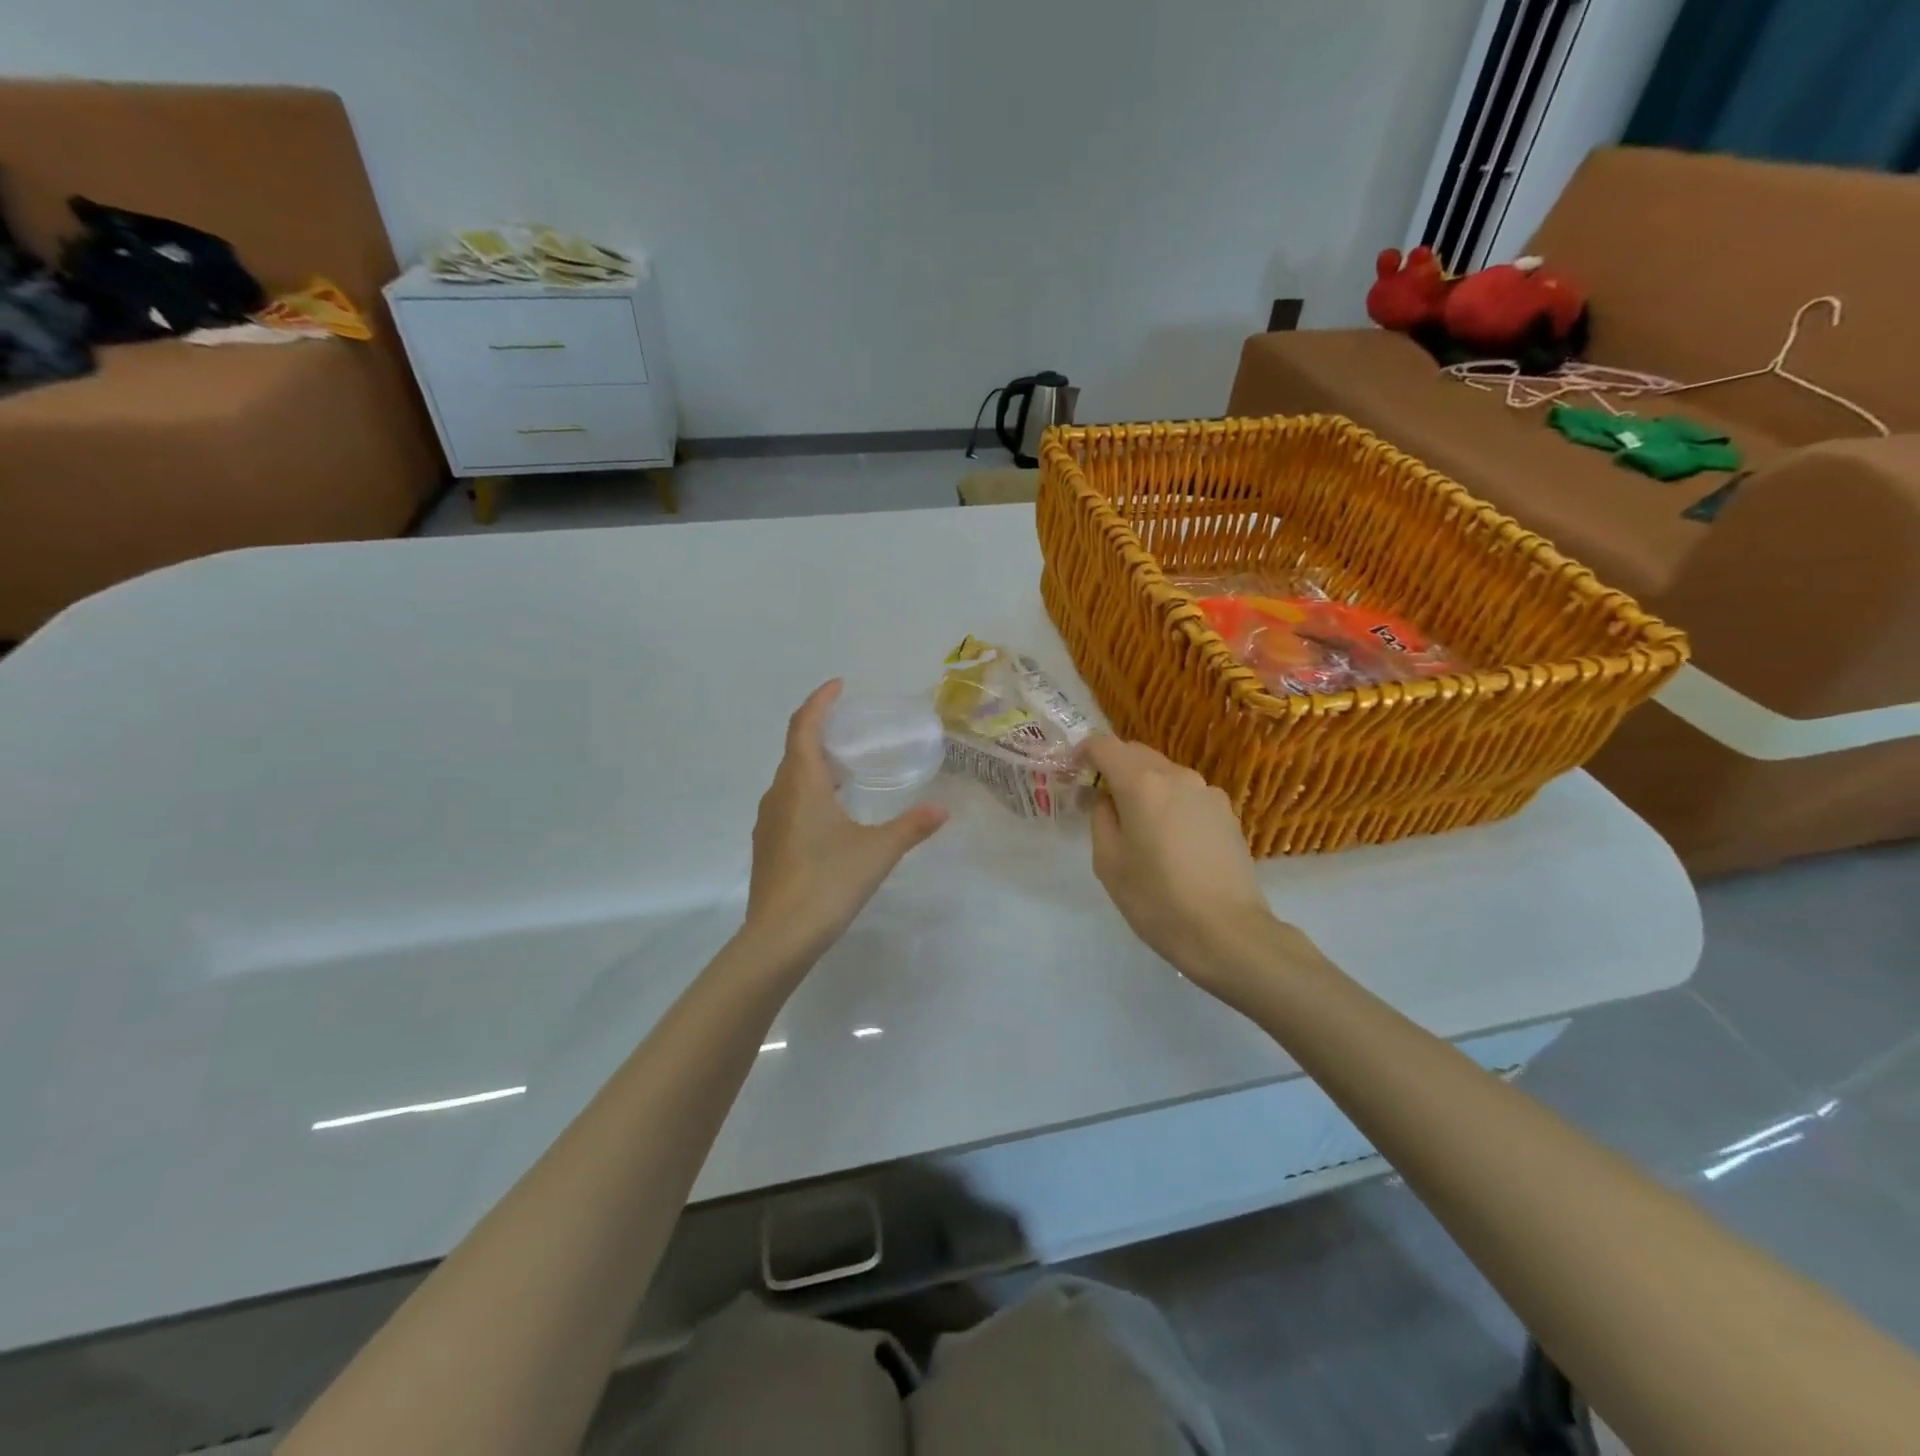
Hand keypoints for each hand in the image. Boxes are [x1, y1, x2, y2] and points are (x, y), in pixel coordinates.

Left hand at [743, 680, 947, 965]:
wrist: (779, 938)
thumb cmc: (827, 883)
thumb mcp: (878, 851)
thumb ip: (911, 826)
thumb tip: (943, 809)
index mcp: (801, 784)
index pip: (804, 727)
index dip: (819, 702)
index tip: (838, 686)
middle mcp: (779, 795)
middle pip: (795, 750)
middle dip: (821, 731)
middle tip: (853, 729)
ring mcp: (768, 823)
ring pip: (790, 779)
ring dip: (814, 765)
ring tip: (847, 770)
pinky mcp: (768, 847)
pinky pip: (788, 803)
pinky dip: (808, 793)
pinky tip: (831, 815)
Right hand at [1082, 737, 1295, 990]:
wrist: (1227, 932)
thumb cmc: (1157, 899)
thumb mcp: (1109, 862)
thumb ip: (1101, 818)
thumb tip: (1107, 799)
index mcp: (1141, 784)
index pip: (1104, 745)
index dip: (1084, 753)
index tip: (1074, 773)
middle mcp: (1177, 776)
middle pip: (1136, 754)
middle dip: (1114, 768)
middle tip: (1100, 802)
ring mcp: (1207, 792)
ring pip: (1164, 774)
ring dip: (1144, 786)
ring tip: (1139, 826)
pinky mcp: (1227, 812)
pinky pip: (1187, 794)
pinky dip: (1170, 803)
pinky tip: (1172, 840)